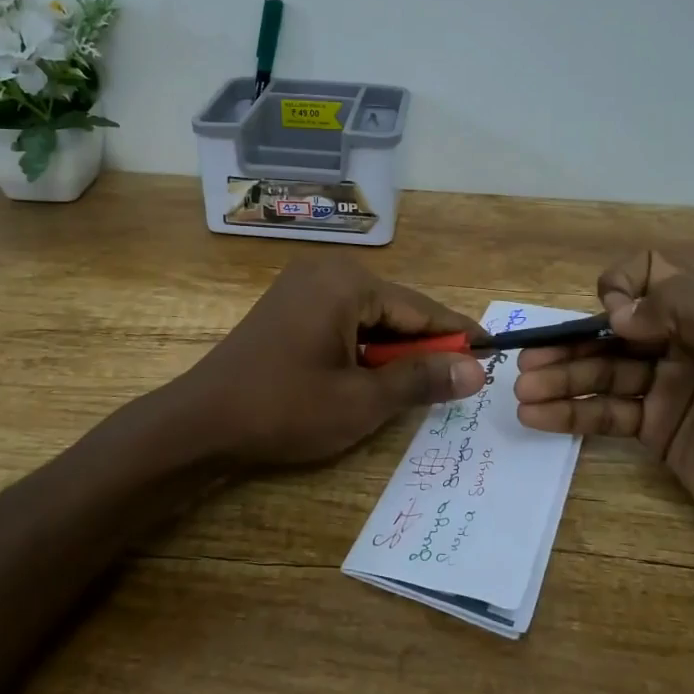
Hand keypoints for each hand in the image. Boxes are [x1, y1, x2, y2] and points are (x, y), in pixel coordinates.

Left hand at [171, 258, 488, 467]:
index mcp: (347, 283)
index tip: (493, 352)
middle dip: (423, 345)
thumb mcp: (362, 400)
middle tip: (459, 379)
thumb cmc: (284, 409)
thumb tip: (476, 370)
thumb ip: (421, 379)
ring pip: (369, 317)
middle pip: (395, 309)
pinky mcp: (288, 307)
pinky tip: (374, 376)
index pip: (420, 307)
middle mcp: (326, 272)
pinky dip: (364, 347)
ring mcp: (302, 287)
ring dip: (393, 350)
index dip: (457, 334)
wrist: (200, 421)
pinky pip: (342, 321)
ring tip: (421, 385)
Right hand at [513, 251, 693, 569]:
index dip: (623, 287)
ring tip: (521, 393)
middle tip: (527, 364)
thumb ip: (685, 312)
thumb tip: (618, 312)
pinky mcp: (652, 427)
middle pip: (612, 331)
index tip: (611, 320)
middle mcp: (680, 345)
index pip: (652, 275)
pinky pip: (604, 411)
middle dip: (568, 345)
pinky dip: (569, 412)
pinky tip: (536, 416)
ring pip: (600, 372)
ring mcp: (663, 388)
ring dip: (559, 380)